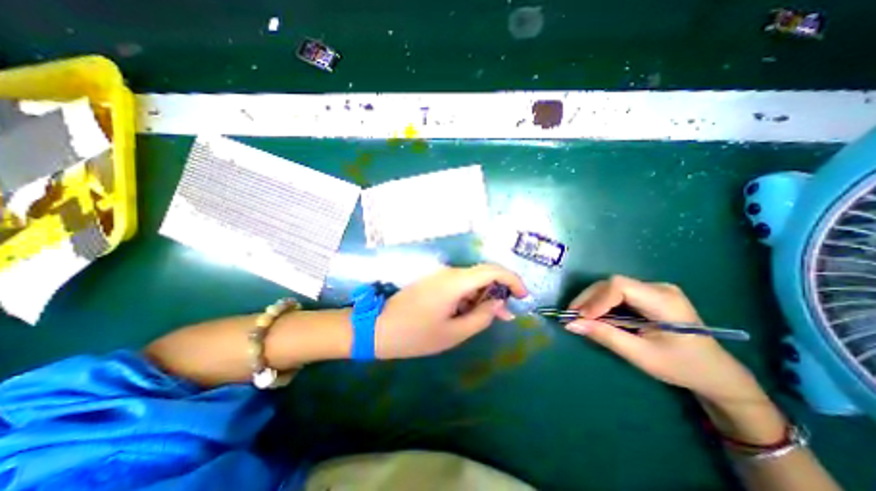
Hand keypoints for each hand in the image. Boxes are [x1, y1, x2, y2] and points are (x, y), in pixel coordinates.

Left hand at [375, 268, 525, 358]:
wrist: (378, 328)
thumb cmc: (416, 335)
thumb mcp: (454, 333)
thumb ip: (481, 317)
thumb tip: (498, 305)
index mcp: (455, 282)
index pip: (492, 270)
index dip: (513, 280)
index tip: (523, 296)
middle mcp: (449, 272)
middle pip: (483, 274)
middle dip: (499, 292)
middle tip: (506, 315)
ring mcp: (439, 275)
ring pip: (471, 280)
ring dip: (484, 296)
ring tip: (488, 318)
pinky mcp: (433, 281)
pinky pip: (459, 284)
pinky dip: (470, 296)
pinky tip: (469, 312)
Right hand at [565, 274, 764, 404]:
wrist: (715, 372)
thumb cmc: (682, 367)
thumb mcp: (641, 356)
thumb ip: (605, 336)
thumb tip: (571, 324)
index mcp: (664, 301)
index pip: (620, 286)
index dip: (596, 299)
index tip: (580, 318)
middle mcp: (658, 288)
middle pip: (612, 284)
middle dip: (589, 299)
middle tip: (572, 317)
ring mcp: (652, 289)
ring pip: (610, 287)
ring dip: (591, 301)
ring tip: (579, 317)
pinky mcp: (646, 294)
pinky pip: (616, 294)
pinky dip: (600, 304)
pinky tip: (593, 315)